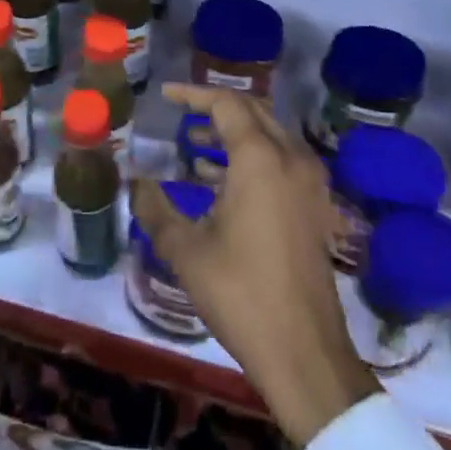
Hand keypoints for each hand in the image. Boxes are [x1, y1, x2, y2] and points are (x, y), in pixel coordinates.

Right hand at [133, 84, 379, 445]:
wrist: (305, 354)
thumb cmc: (241, 294)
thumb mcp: (186, 251)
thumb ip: (155, 209)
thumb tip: (134, 182)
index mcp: (260, 159)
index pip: (226, 104)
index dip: (192, 95)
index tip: (165, 96)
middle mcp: (291, 160)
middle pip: (253, 112)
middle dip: (215, 109)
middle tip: (180, 117)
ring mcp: (310, 186)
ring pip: (270, 137)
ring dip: (233, 135)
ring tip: (194, 147)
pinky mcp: (315, 210)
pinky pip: (282, 163)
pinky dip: (252, 159)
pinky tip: (221, 183)